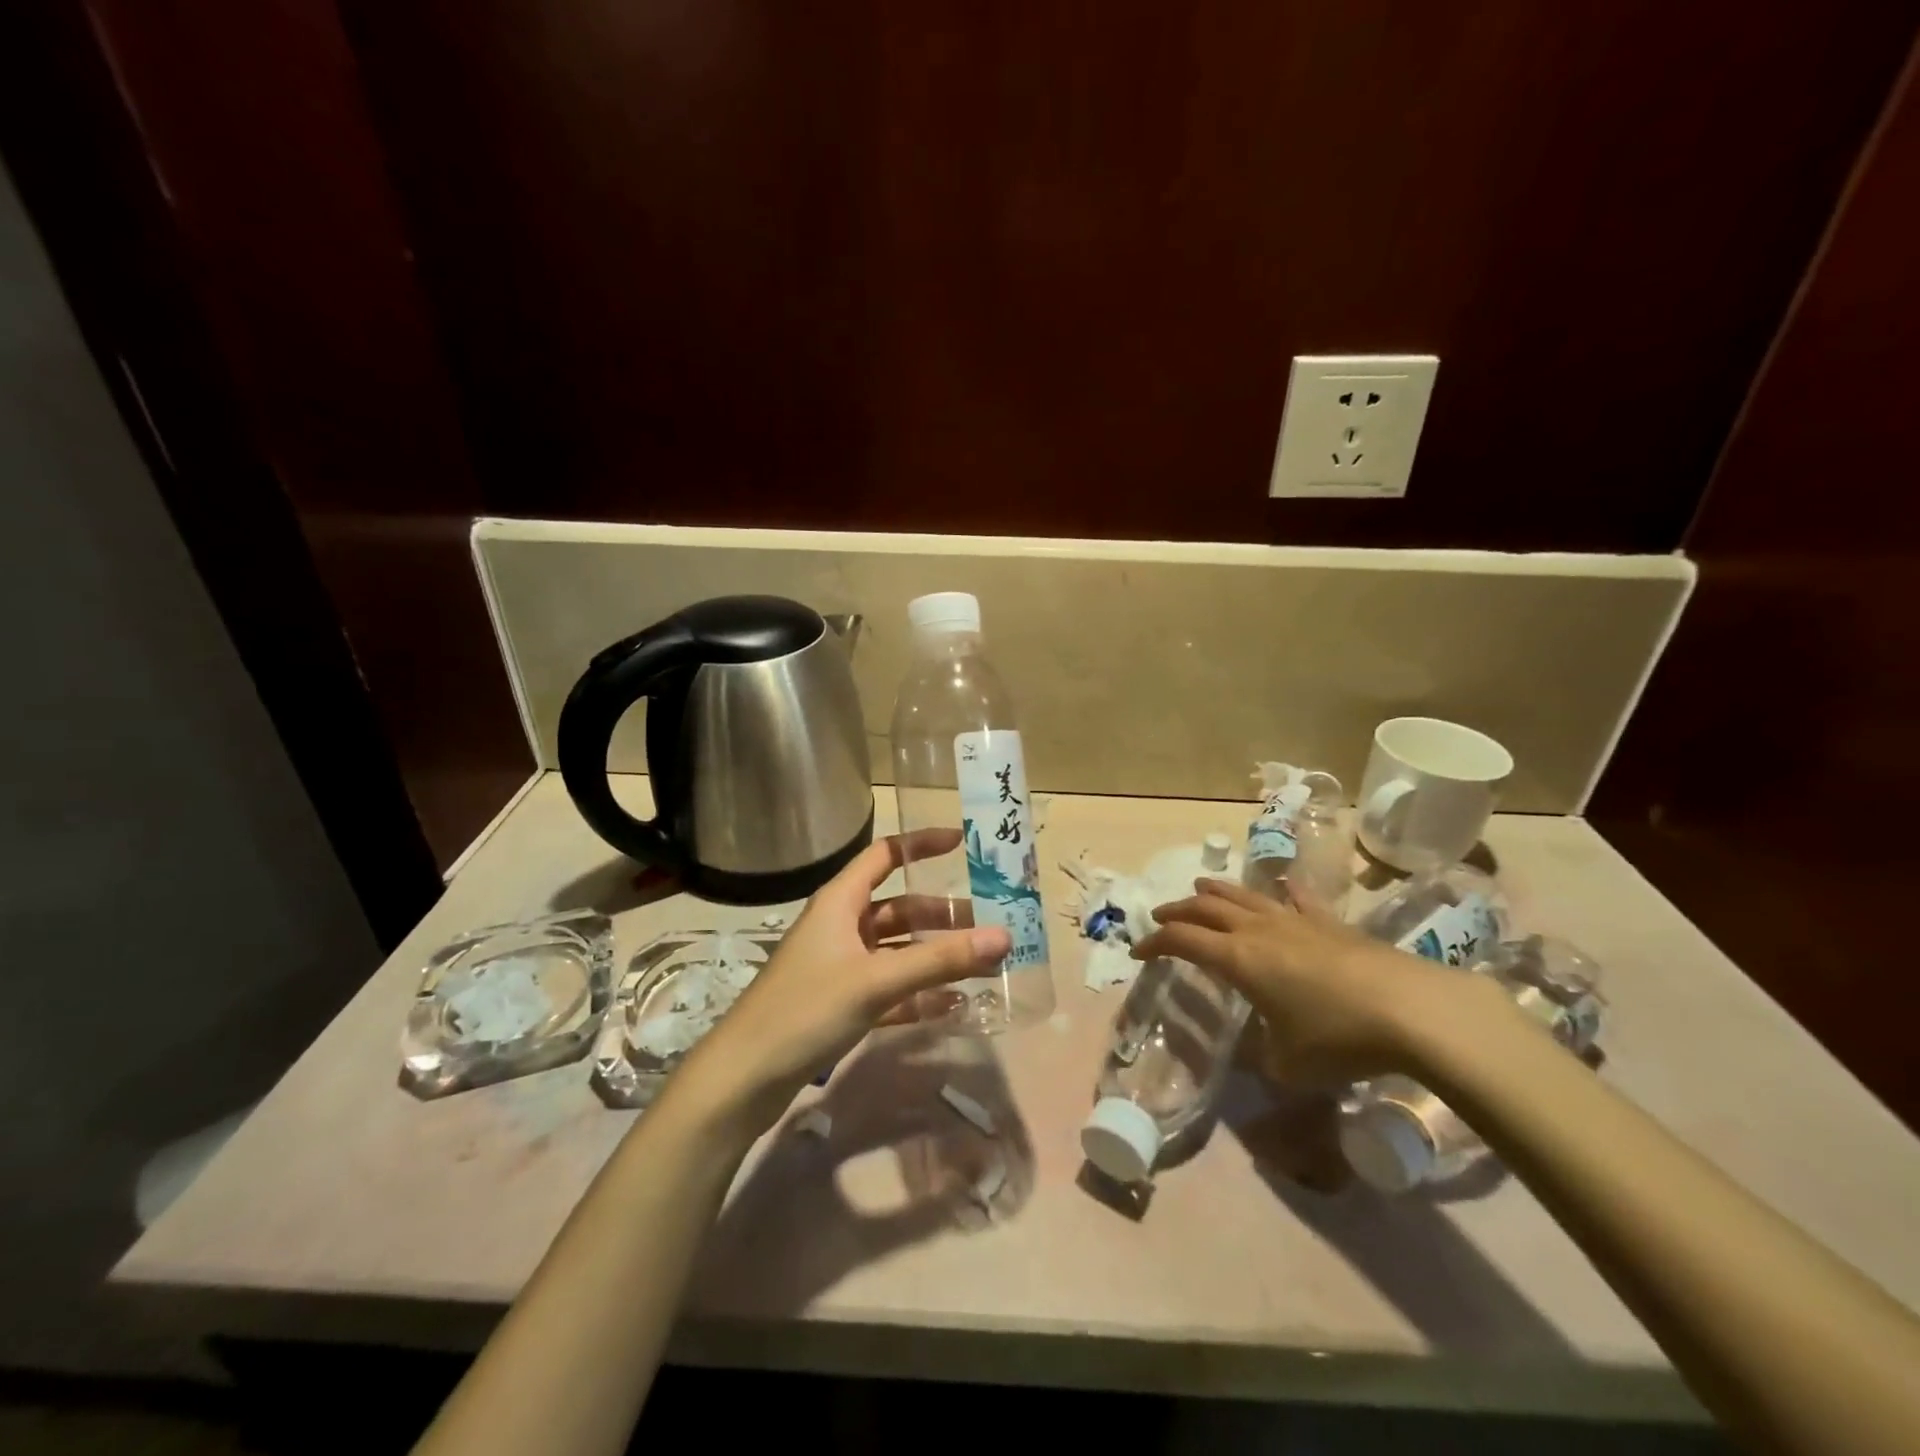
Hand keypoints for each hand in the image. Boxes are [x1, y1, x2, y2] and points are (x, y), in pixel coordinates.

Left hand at [673, 829, 1010, 1130]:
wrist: (744, 1077)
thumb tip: (1004, 936)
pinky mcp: (839, 1003)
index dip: (921, 844)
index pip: (884, 855)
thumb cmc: (806, 1009)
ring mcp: (839, 966)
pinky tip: (953, 1005)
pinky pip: (889, 988)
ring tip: (980, 964)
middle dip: (941, 913)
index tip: (962, 843)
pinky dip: (918, 993)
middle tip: (988, 923)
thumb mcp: (877, 980)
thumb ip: (940, 959)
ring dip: (934, 954)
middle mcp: (840, 926)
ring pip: (896, 949)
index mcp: (840, 902)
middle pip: (898, 907)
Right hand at [1134, 878, 1480, 1085]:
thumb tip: (1259, 1054)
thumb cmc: (1338, 1039)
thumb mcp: (1288, 1066)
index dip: (1154, 944)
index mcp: (1237, 960)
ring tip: (1200, 887)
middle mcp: (1258, 932)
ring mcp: (1295, 921)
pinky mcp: (1331, 923)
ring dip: (1215, 892)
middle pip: (1205, 910)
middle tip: (1160, 917)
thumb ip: (1263, 1058)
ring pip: (1244, 896)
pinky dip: (1283, 892)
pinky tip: (1282, 887)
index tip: (1138, 953)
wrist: (1412, 1011)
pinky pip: (1299, 899)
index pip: (1182, 942)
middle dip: (1177, 912)